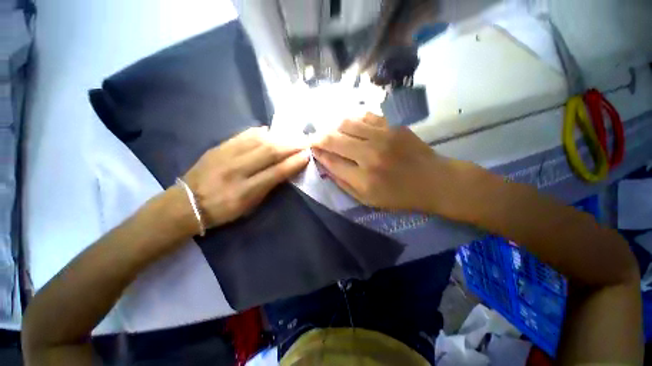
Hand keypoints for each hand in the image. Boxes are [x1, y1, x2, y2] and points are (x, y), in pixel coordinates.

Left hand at [183, 127, 308, 227]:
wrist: (186, 202)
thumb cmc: (223, 210)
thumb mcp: (249, 205)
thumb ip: (269, 186)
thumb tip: (286, 169)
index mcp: (245, 191)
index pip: (276, 172)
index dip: (294, 163)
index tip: (307, 155)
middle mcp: (236, 170)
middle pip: (269, 152)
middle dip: (291, 145)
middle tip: (305, 141)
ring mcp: (225, 155)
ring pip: (258, 140)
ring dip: (279, 136)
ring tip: (292, 135)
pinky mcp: (219, 146)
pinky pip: (244, 135)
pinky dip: (261, 132)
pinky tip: (271, 131)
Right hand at [311, 113, 460, 213]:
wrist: (434, 181)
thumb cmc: (399, 195)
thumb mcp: (367, 199)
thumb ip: (343, 183)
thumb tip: (325, 165)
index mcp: (363, 179)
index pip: (330, 161)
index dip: (317, 153)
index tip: (311, 149)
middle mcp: (370, 155)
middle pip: (333, 139)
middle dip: (318, 137)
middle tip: (314, 138)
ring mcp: (382, 136)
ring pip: (346, 123)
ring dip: (334, 127)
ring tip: (332, 131)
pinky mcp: (393, 125)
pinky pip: (365, 115)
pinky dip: (353, 120)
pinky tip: (351, 126)